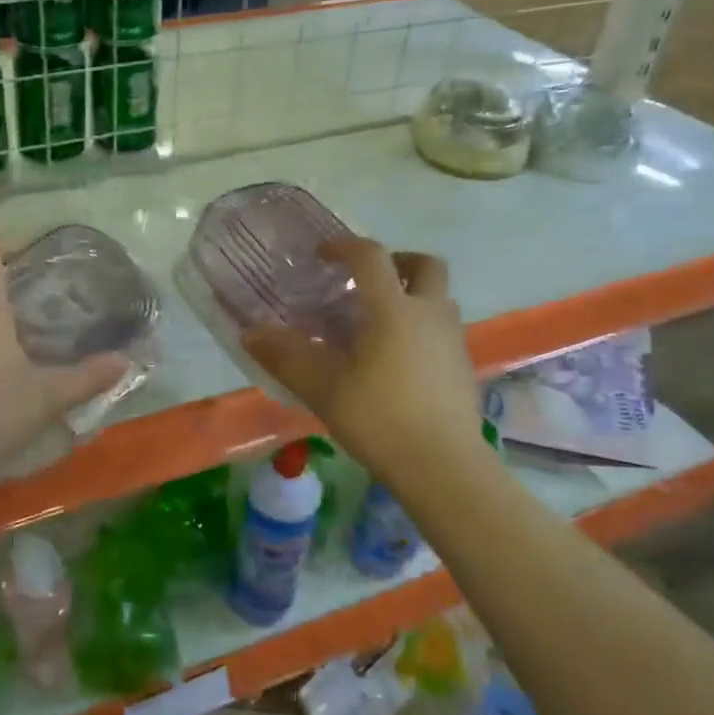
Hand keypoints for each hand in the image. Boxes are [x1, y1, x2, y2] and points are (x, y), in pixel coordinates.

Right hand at [241, 238, 486, 481]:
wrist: (444, 467)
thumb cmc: (379, 419)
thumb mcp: (323, 389)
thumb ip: (286, 357)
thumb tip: (250, 333)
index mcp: (392, 309)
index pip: (371, 256)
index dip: (344, 246)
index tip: (322, 256)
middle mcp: (428, 313)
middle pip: (424, 265)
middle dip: (396, 261)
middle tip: (367, 280)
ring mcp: (452, 340)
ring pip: (438, 297)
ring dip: (411, 294)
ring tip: (379, 321)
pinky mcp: (463, 366)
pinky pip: (442, 328)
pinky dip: (421, 326)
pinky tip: (397, 360)